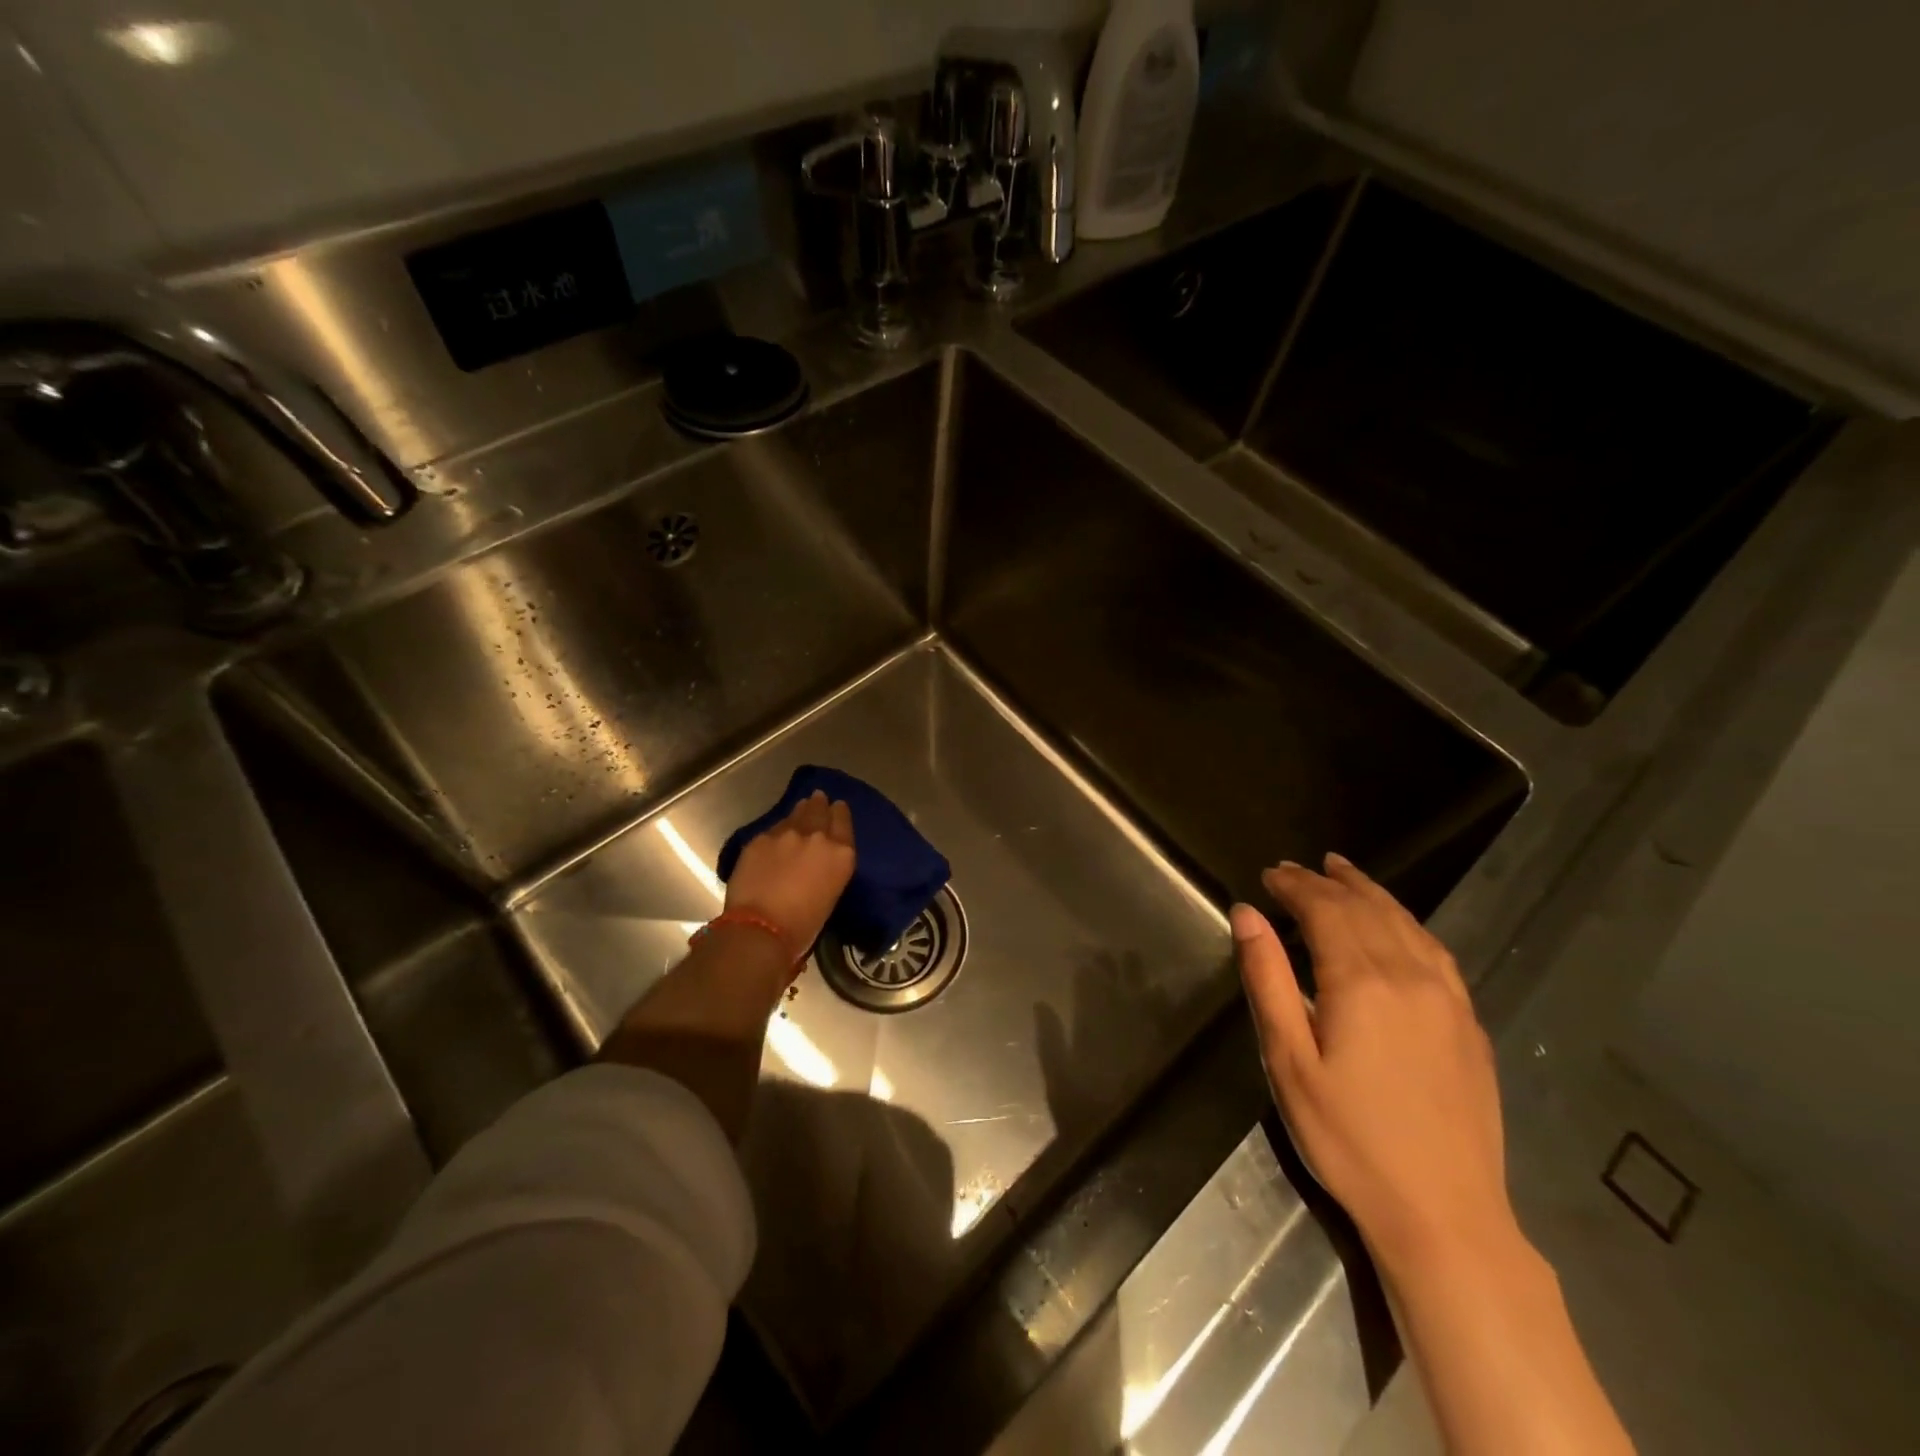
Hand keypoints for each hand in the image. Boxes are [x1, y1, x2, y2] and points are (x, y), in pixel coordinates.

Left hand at [725, 790, 855, 957]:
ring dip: (800, 811)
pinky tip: (776, 834)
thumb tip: (817, 864)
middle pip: (820, 811)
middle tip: (819, 798)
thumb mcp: (829, 895)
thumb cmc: (803, 926)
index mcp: (841, 855)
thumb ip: (827, 870)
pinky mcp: (760, 839)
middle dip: (820, 804)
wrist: (761, 928)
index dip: (840, 812)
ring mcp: (787, 835)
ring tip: (802, 806)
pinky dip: (777, 830)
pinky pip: (773, 829)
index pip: (844, 822)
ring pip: (796, 814)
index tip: (838, 806)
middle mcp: (817, 838)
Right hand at [1231, 853, 1514, 1272]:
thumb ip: (1268, 979)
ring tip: (1343, 872)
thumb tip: (1246, 913)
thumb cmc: (1348, 1138)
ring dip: (1370, 892)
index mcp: (1361, 982)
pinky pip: (1437, 951)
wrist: (1444, 1214)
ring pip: (1405, 923)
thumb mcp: (1288, 1061)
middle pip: (1365, 909)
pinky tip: (1397, 924)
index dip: (1295, 885)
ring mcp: (1448, 998)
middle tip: (1295, 868)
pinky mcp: (1469, 1023)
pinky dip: (1408, 922)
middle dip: (1327, 882)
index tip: (1269, 873)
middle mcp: (1410, 976)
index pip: (1325, 909)